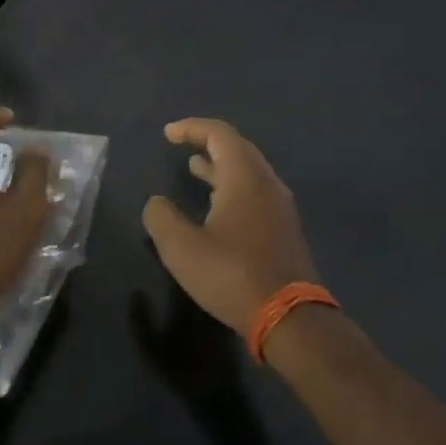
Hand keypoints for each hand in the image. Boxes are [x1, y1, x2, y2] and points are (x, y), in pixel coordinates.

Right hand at [143, 118, 318, 336]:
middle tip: (182, 145)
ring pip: (249, 171)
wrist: (289, 317)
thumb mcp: (181, 248)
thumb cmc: (231, 275)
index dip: (192, 128)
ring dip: (221, 165)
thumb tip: (156, 203)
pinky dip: (232, 185)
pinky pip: (256, 191)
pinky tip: (217, 205)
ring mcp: (280, 206)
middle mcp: (267, 183)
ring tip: (195, 168)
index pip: (220, 134)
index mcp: (244, 177)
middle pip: (238, 147)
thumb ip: (161, 218)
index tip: (168, 134)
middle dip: (208, 142)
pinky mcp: (284, 228)